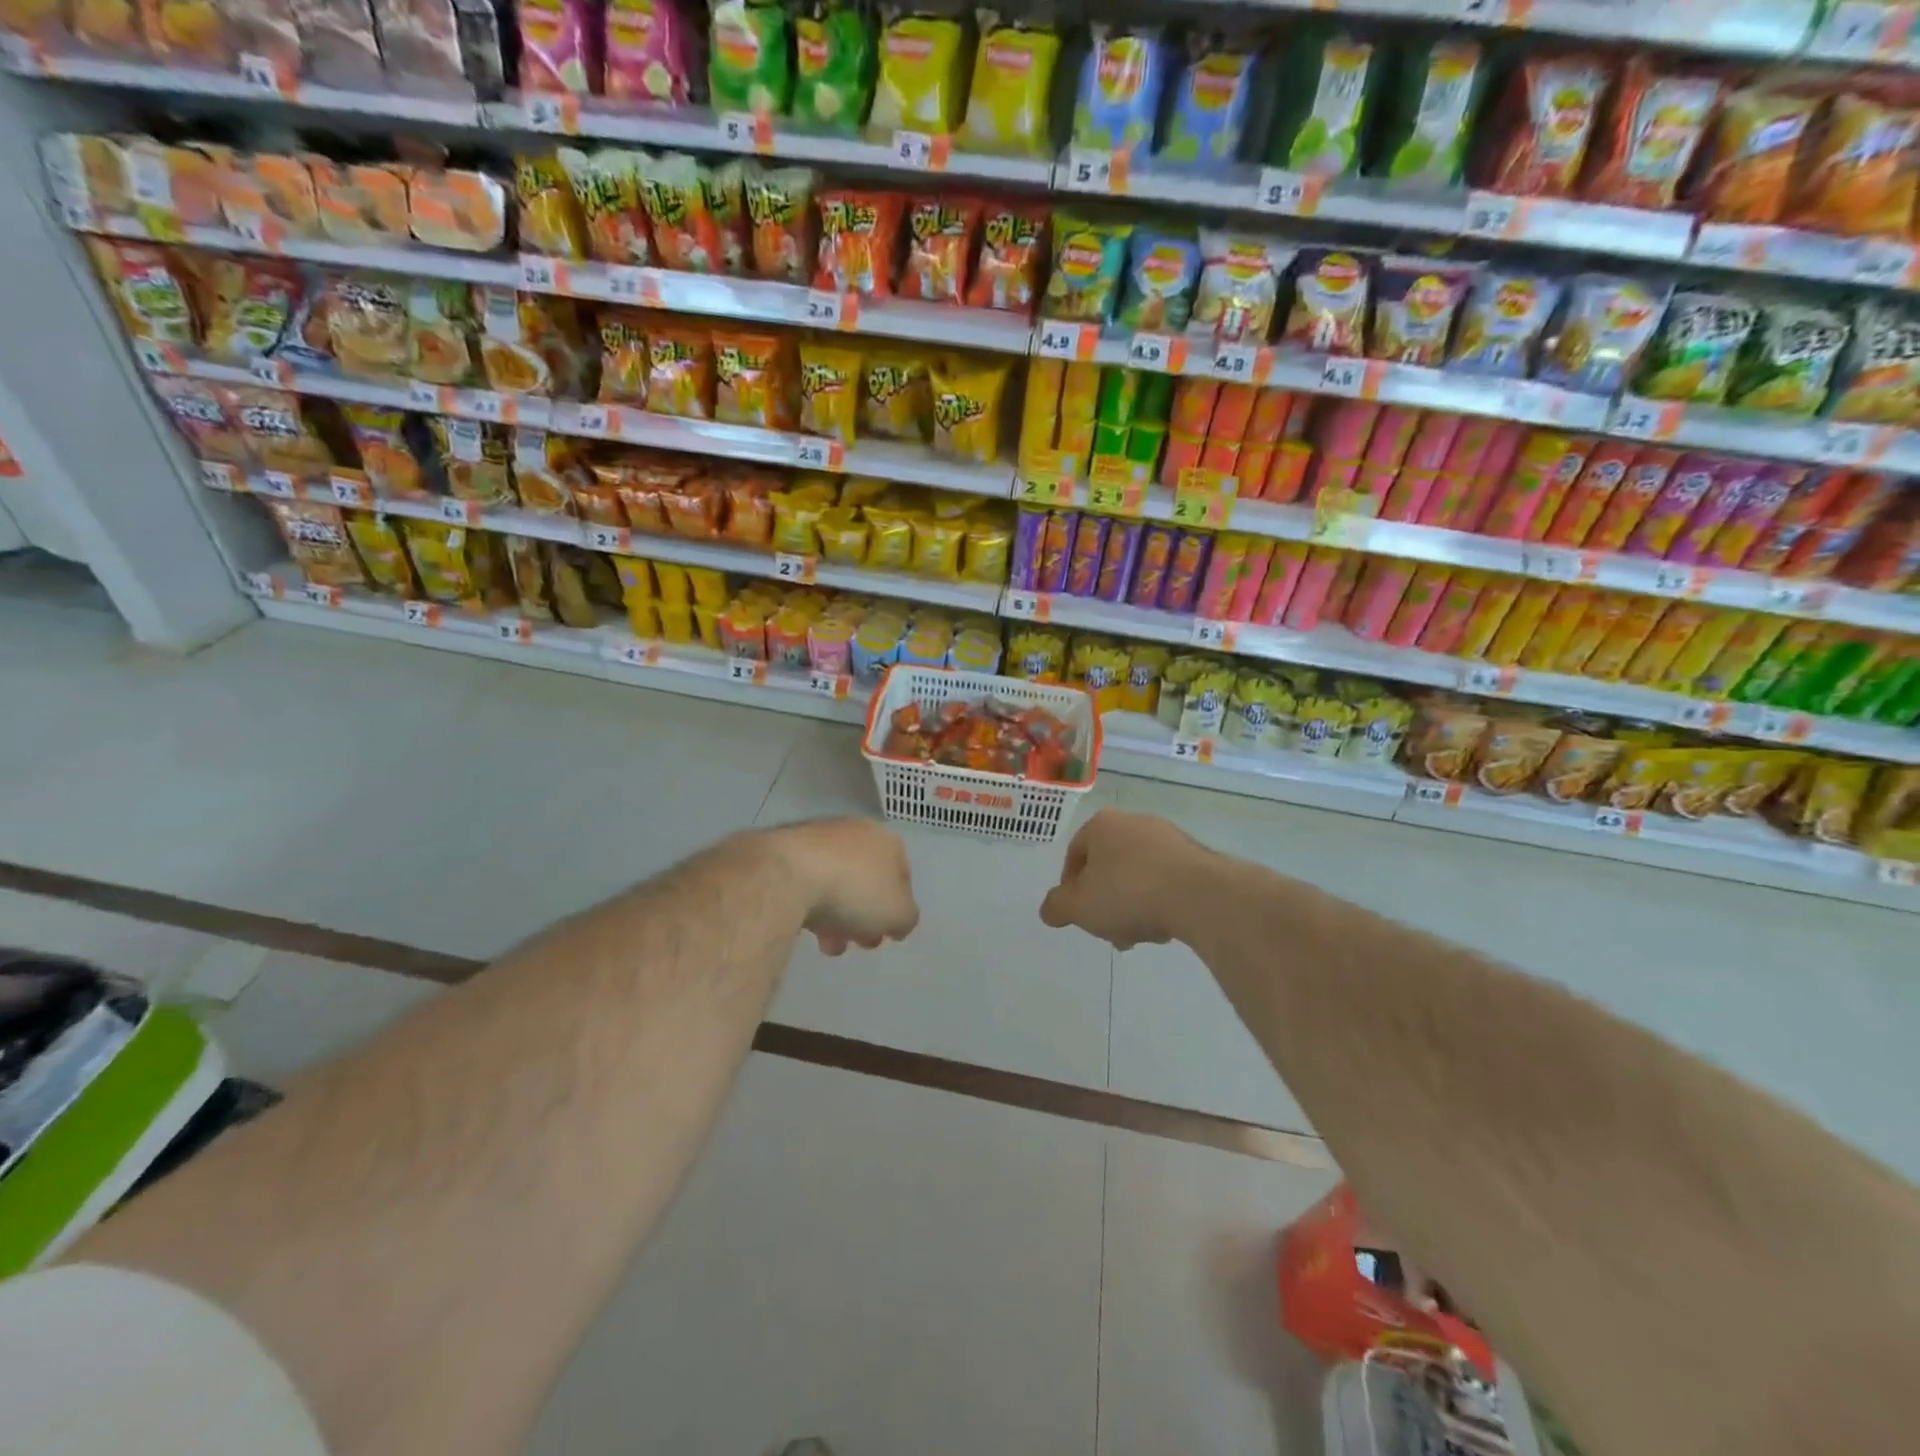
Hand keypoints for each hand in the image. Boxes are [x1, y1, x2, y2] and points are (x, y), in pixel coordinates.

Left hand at [771, 819, 919, 954]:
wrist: (787, 875)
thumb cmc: (855, 891)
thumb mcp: (898, 915)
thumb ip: (906, 919)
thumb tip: (898, 921)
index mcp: (888, 841)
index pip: (903, 877)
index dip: (898, 909)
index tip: (887, 934)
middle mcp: (856, 831)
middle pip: (868, 881)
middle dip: (865, 916)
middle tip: (858, 942)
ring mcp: (819, 838)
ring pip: (837, 883)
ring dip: (837, 916)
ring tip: (827, 945)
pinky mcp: (786, 850)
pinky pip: (808, 882)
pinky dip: (810, 904)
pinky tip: (804, 927)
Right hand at [1040, 808, 1206, 951]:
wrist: (1199, 895)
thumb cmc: (1128, 893)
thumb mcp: (1078, 906)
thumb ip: (1056, 907)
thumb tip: (1049, 910)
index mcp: (1101, 825)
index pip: (1074, 855)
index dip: (1071, 888)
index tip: (1079, 915)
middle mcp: (1134, 822)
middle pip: (1108, 867)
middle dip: (1105, 902)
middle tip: (1109, 931)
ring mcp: (1168, 837)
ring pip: (1137, 876)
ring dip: (1132, 905)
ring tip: (1139, 935)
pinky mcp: (1195, 856)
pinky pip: (1166, 880)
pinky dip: (1160, 900)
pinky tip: (1164, 926)